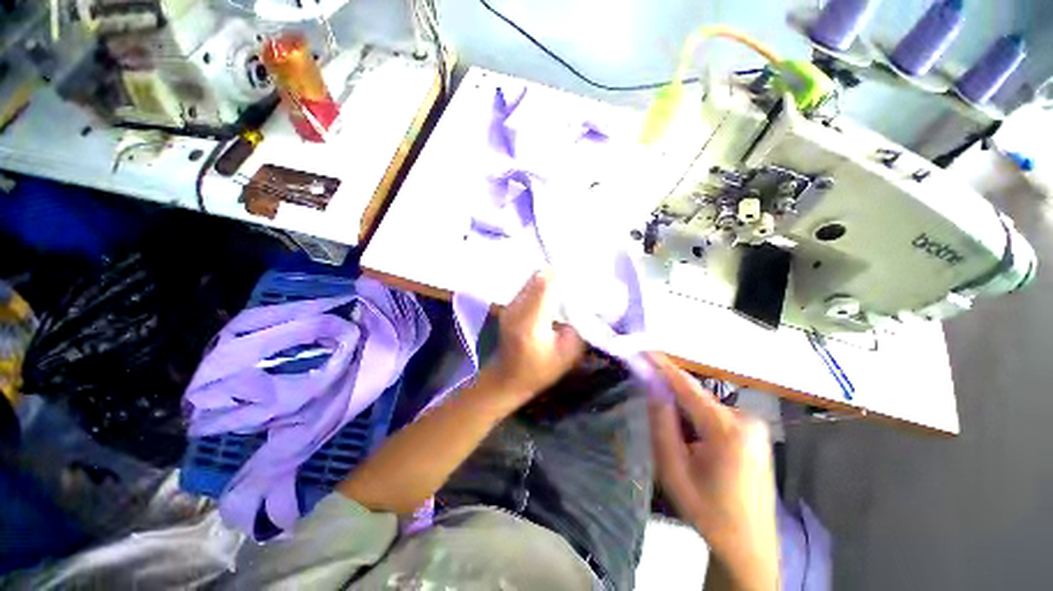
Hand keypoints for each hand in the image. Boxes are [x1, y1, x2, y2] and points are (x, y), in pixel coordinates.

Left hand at [488, 269, 584, 401]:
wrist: (506, 379)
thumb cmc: (540, 371)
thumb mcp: (568, 354)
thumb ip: (579, 327)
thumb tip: (585, 304)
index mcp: (531, 322)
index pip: (544, 284)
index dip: (562, 276)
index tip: (580, 277)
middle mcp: (517, 308)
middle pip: (538, 277)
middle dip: (558, 276)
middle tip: (575, 282)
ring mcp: (510, 306)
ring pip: (532, 280)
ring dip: (549, 280)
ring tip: (565, 288)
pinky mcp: (509, 306)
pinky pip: (527, 287)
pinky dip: (541, 286)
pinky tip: (551, 296)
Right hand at [648, 354, 778, 590]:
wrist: (749, 546)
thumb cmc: (708, 510)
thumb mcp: (673, 468)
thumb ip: (661, 422)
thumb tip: (652, 386)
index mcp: (727, 429)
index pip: (686, 386)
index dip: (662, 365)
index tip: (643, 349)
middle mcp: (745, 419)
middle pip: (696, 396)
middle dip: (671, 396)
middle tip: (652, 408)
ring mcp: (754, 425)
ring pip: (705, 405)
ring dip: (685, 412)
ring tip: (678, 442)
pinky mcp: (755, 433)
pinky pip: (716, 414)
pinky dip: (698, 420)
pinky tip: (695, 445)